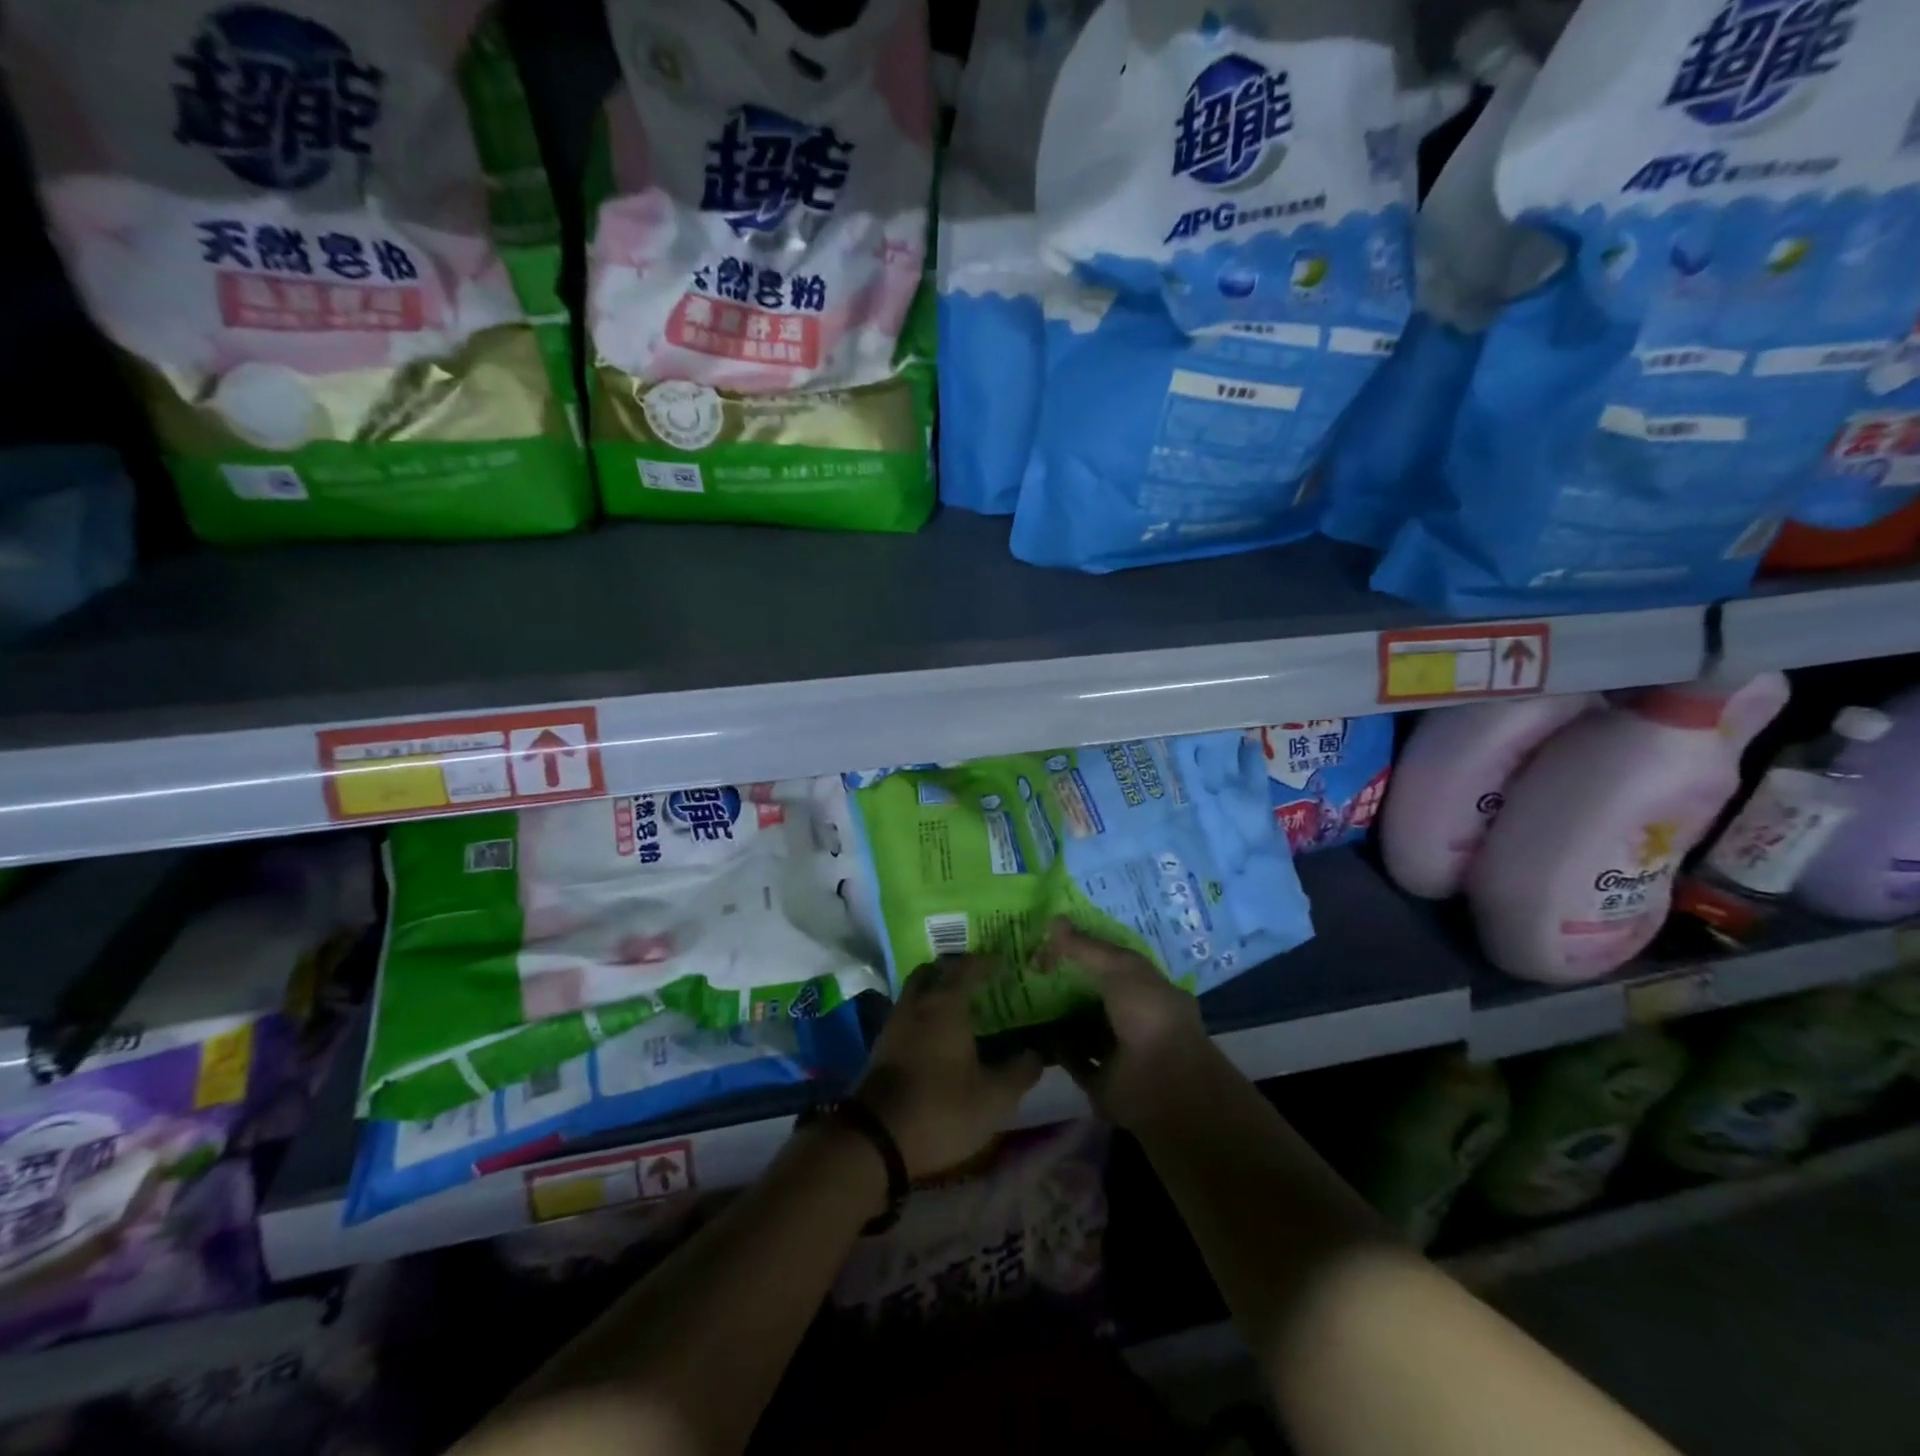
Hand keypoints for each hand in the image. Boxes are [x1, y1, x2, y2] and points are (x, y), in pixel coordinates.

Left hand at [855, 956, 1042, 1179]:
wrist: (877, 1137)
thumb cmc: (941, 1108)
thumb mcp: (993, 1098)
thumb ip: (1019, 1072)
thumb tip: (1036, 1053)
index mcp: (946, 1004)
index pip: (966, 968)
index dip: (985, 962)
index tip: (1002, 963)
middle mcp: (917, 1004)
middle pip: (933, 971)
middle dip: (954, 969)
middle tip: (976, 979)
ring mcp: (894, 1023)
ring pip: (916, 991)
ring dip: (935, 990)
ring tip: (958, 1007)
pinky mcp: (881, 1046)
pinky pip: (906, 1013)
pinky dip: (923, 1013)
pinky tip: (936, 1034)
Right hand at [1039, 919, 1216, 1130]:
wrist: (1163, 1086)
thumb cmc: (1149, 1016)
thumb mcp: (1120, 968)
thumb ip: (1086, 947)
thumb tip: (1053, 920)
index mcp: (1147, 988)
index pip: (1112, 962)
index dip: (1084, 949)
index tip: (1051, 940)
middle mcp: (1134, 1018)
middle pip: (1093, 994)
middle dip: (1065, 981)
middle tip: (1029, 965)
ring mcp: (1118, 1050)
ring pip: (1080, 1026)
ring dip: (1056, 1014)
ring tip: (1022, 995)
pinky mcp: (1100, 1080)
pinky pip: (1071, 1058)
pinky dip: (1053, 1047)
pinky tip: (1030, 1030)